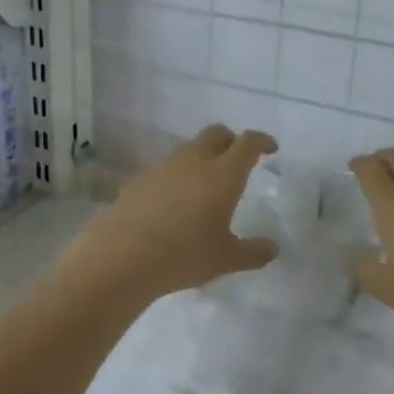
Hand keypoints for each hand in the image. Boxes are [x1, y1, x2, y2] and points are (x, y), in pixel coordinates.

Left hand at [58, 125, 280, 307]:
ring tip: (204, 184)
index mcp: (222, 175)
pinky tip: (172, 203)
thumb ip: (253, 252)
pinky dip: (175, 177)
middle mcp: (193, 162)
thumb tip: (272, 248)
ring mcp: (162, 168)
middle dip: (230, 140)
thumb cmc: (183, 256)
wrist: (121, 258)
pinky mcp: (137, 181)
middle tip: (237, 158)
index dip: (261, 141)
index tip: (270, 148)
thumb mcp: (225, 259)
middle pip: (215, 134)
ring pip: (187, 150)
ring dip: (201, 157)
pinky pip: (163, 170)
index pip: (247, 143)